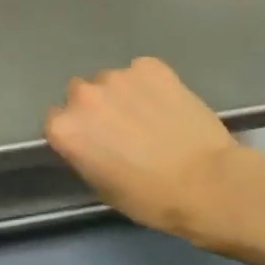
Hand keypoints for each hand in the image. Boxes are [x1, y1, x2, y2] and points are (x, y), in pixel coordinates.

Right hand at [44, 58, 251, 246]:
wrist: (208, 183)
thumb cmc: (151, 198)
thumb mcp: (102, 187)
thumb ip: (85, 154)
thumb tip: (91, 142)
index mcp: (66, 128)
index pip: (55, 121)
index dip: (76, 133)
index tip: (93, 144)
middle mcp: (84, 95)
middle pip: (80, 95)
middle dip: (96, 109)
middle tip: (121, 130)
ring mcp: (118, 76)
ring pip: (112, 82)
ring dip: (123, 95)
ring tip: (150, 117)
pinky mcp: (150, 66)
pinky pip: (141, 72)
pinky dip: (150, 85)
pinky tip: (168, 106)